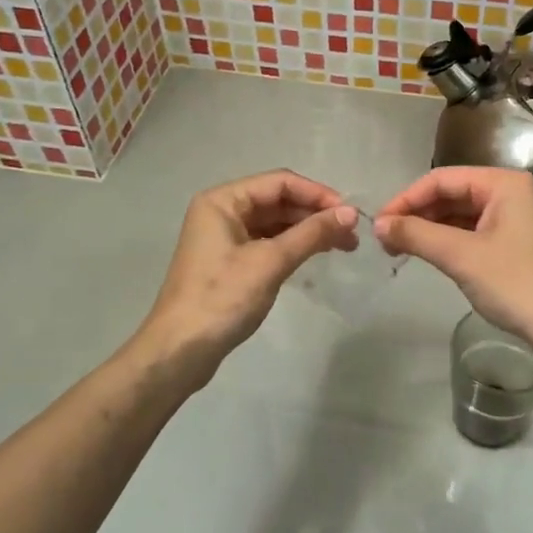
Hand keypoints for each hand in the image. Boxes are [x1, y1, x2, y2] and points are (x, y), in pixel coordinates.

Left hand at [138, 171, 356, 381]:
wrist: (180, 350)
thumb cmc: (222, 299)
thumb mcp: (270, 262)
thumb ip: (311, 234)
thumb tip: (351, 214)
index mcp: (222, 200)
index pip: (279, 182)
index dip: (317, 194)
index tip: (350, 214)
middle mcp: (221, 211)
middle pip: (277, 200)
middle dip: (315, 214)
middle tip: (352, 234)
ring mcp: (224, 238)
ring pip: (275, 223)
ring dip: (308, 231)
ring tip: (344, 246)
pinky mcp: (229, 262)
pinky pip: (268, 243)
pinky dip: (293, 247)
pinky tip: (316, 256)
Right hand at [375, 167, 532, 347]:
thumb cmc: (516, 283)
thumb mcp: (460, 256)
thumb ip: (416, 235)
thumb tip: (378, 224)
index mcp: (504, 183)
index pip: (442, 179)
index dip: (406, 199)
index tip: (379, 224)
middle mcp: (512, 193)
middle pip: (453, 194)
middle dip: (417, 214)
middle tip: (386, 240)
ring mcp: (518, 219)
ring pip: (462, 215)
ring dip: (431, 229)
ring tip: (401, 249)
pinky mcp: (518, 244)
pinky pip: (475, 232)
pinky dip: (450, 242)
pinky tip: (431, 256)